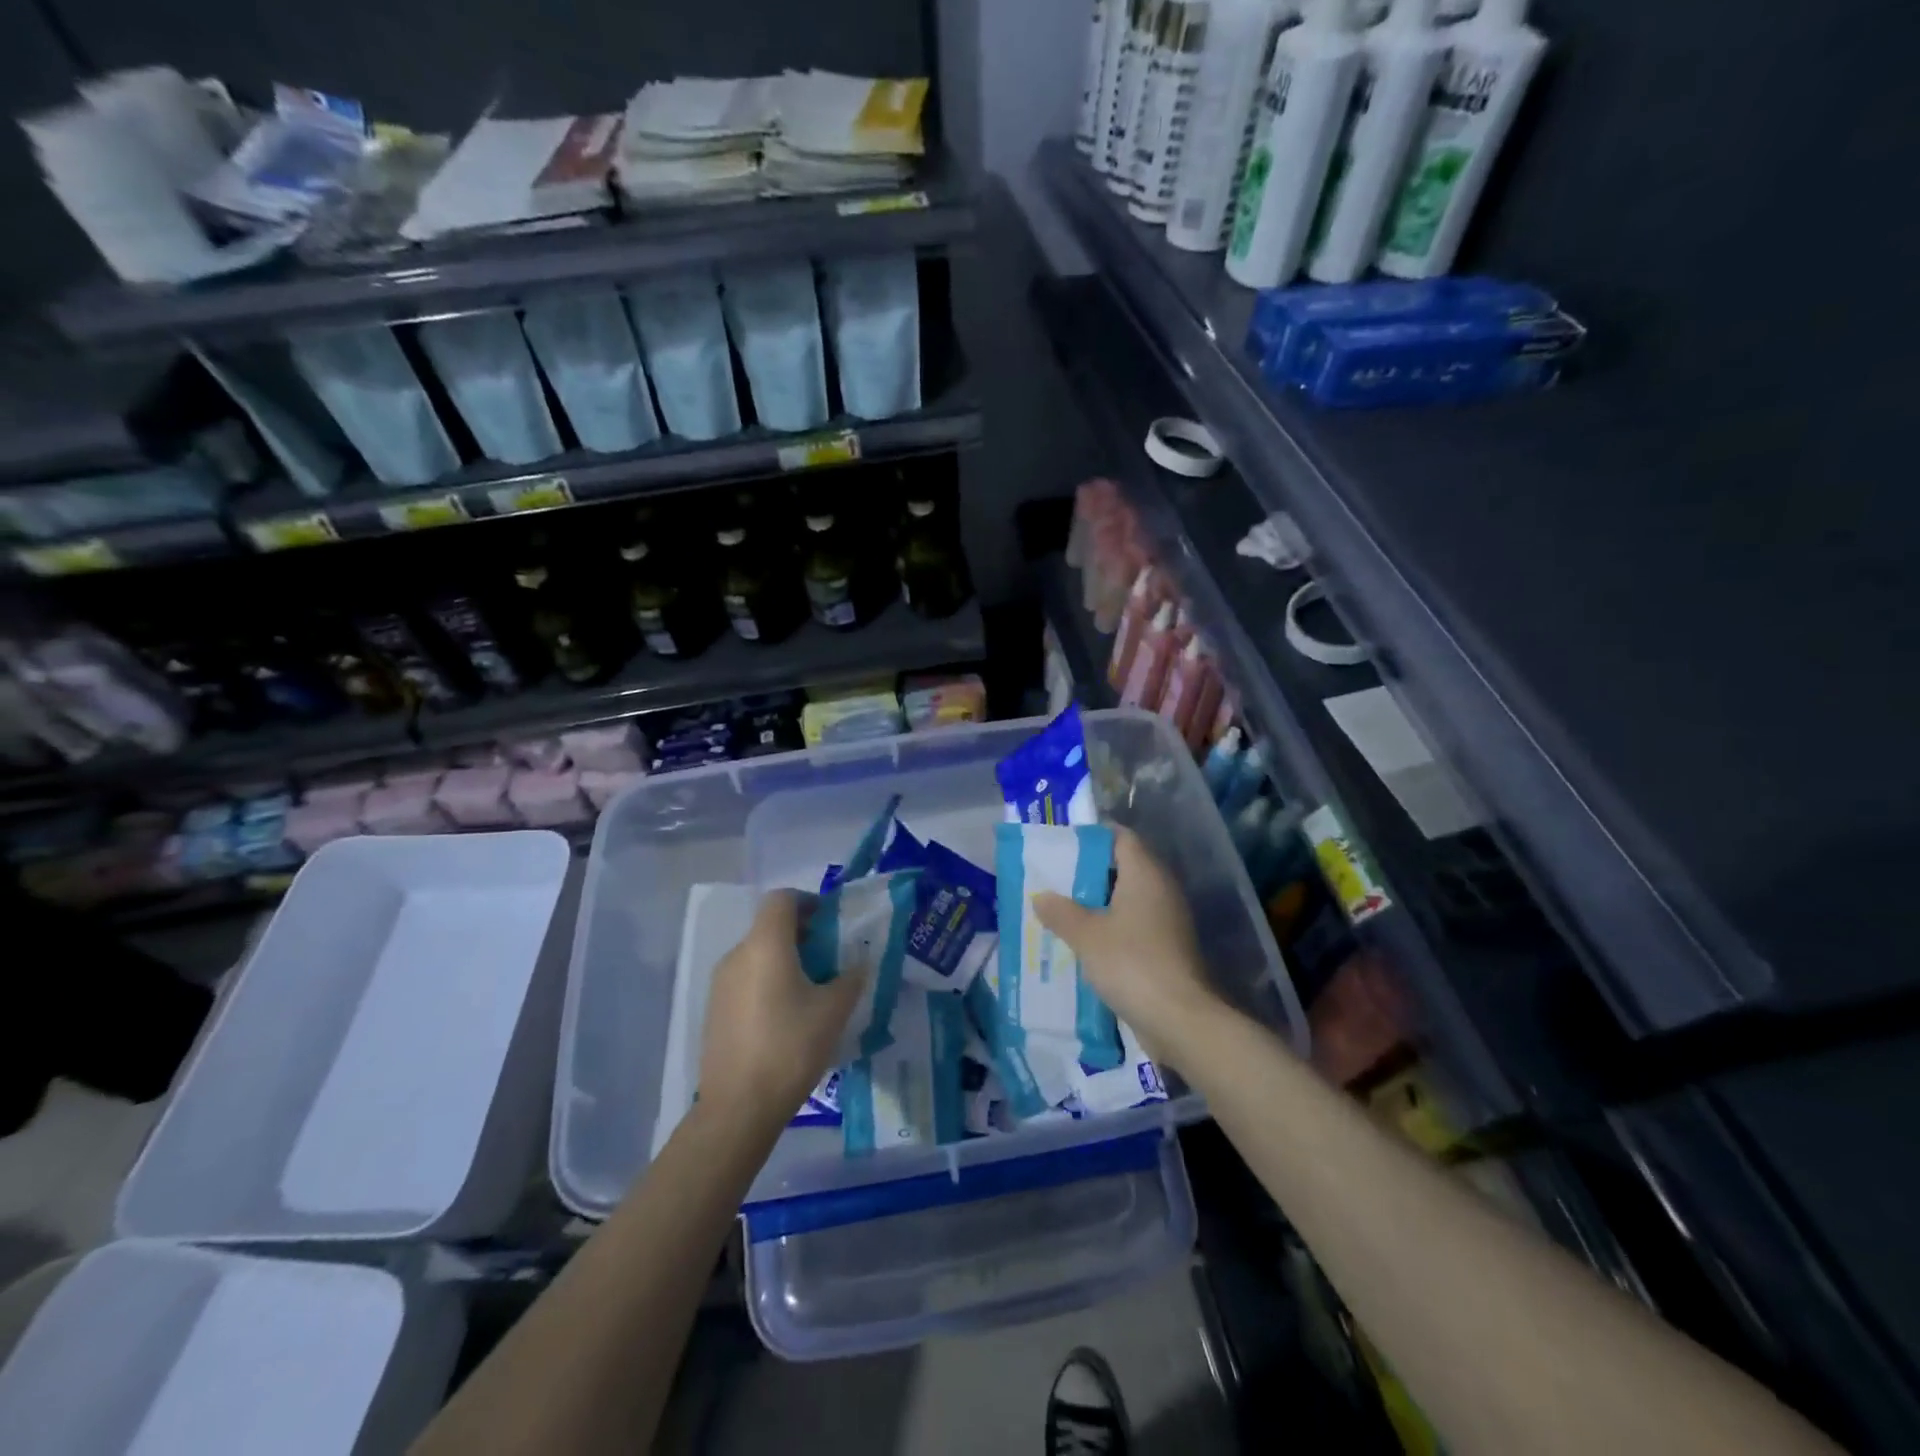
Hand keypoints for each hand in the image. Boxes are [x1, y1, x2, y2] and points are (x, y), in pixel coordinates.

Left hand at [699, 891, 866, 1130]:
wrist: (737, 1107)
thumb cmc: (790, 1048)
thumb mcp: (833, 1011)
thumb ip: (851, 979)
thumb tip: (860, 963)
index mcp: (766, 944)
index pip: (782, 899)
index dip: (808, 902)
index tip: (831, 922)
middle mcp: (738, 954)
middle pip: (770, 926)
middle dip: (802, 934)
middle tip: (830, 958)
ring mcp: (720, 983)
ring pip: (757, 953)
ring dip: (785, 959)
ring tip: (812, 990)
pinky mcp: (714, 1009)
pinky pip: (746, 979)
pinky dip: (768, 981)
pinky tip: (786, 1016)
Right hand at [1033, 826, 1222, 1068]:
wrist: (1180, 1019)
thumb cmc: (1131, 963)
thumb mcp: (1086, 936)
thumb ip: (1061, 912)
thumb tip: (1041, 896)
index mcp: (1145, 874)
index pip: (1121, 837)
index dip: (1092, 837)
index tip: (1062, 844)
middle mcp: (1161, 889)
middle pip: (1123, 867)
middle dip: (1088, 872)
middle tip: (1053, 878)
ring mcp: (1167, 920)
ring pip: (1127, 899)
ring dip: (1097, 903)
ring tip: (1061, 910)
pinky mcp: (1167, 947)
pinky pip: (1134, 925)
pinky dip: (1111, 927)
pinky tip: (1084, 941)